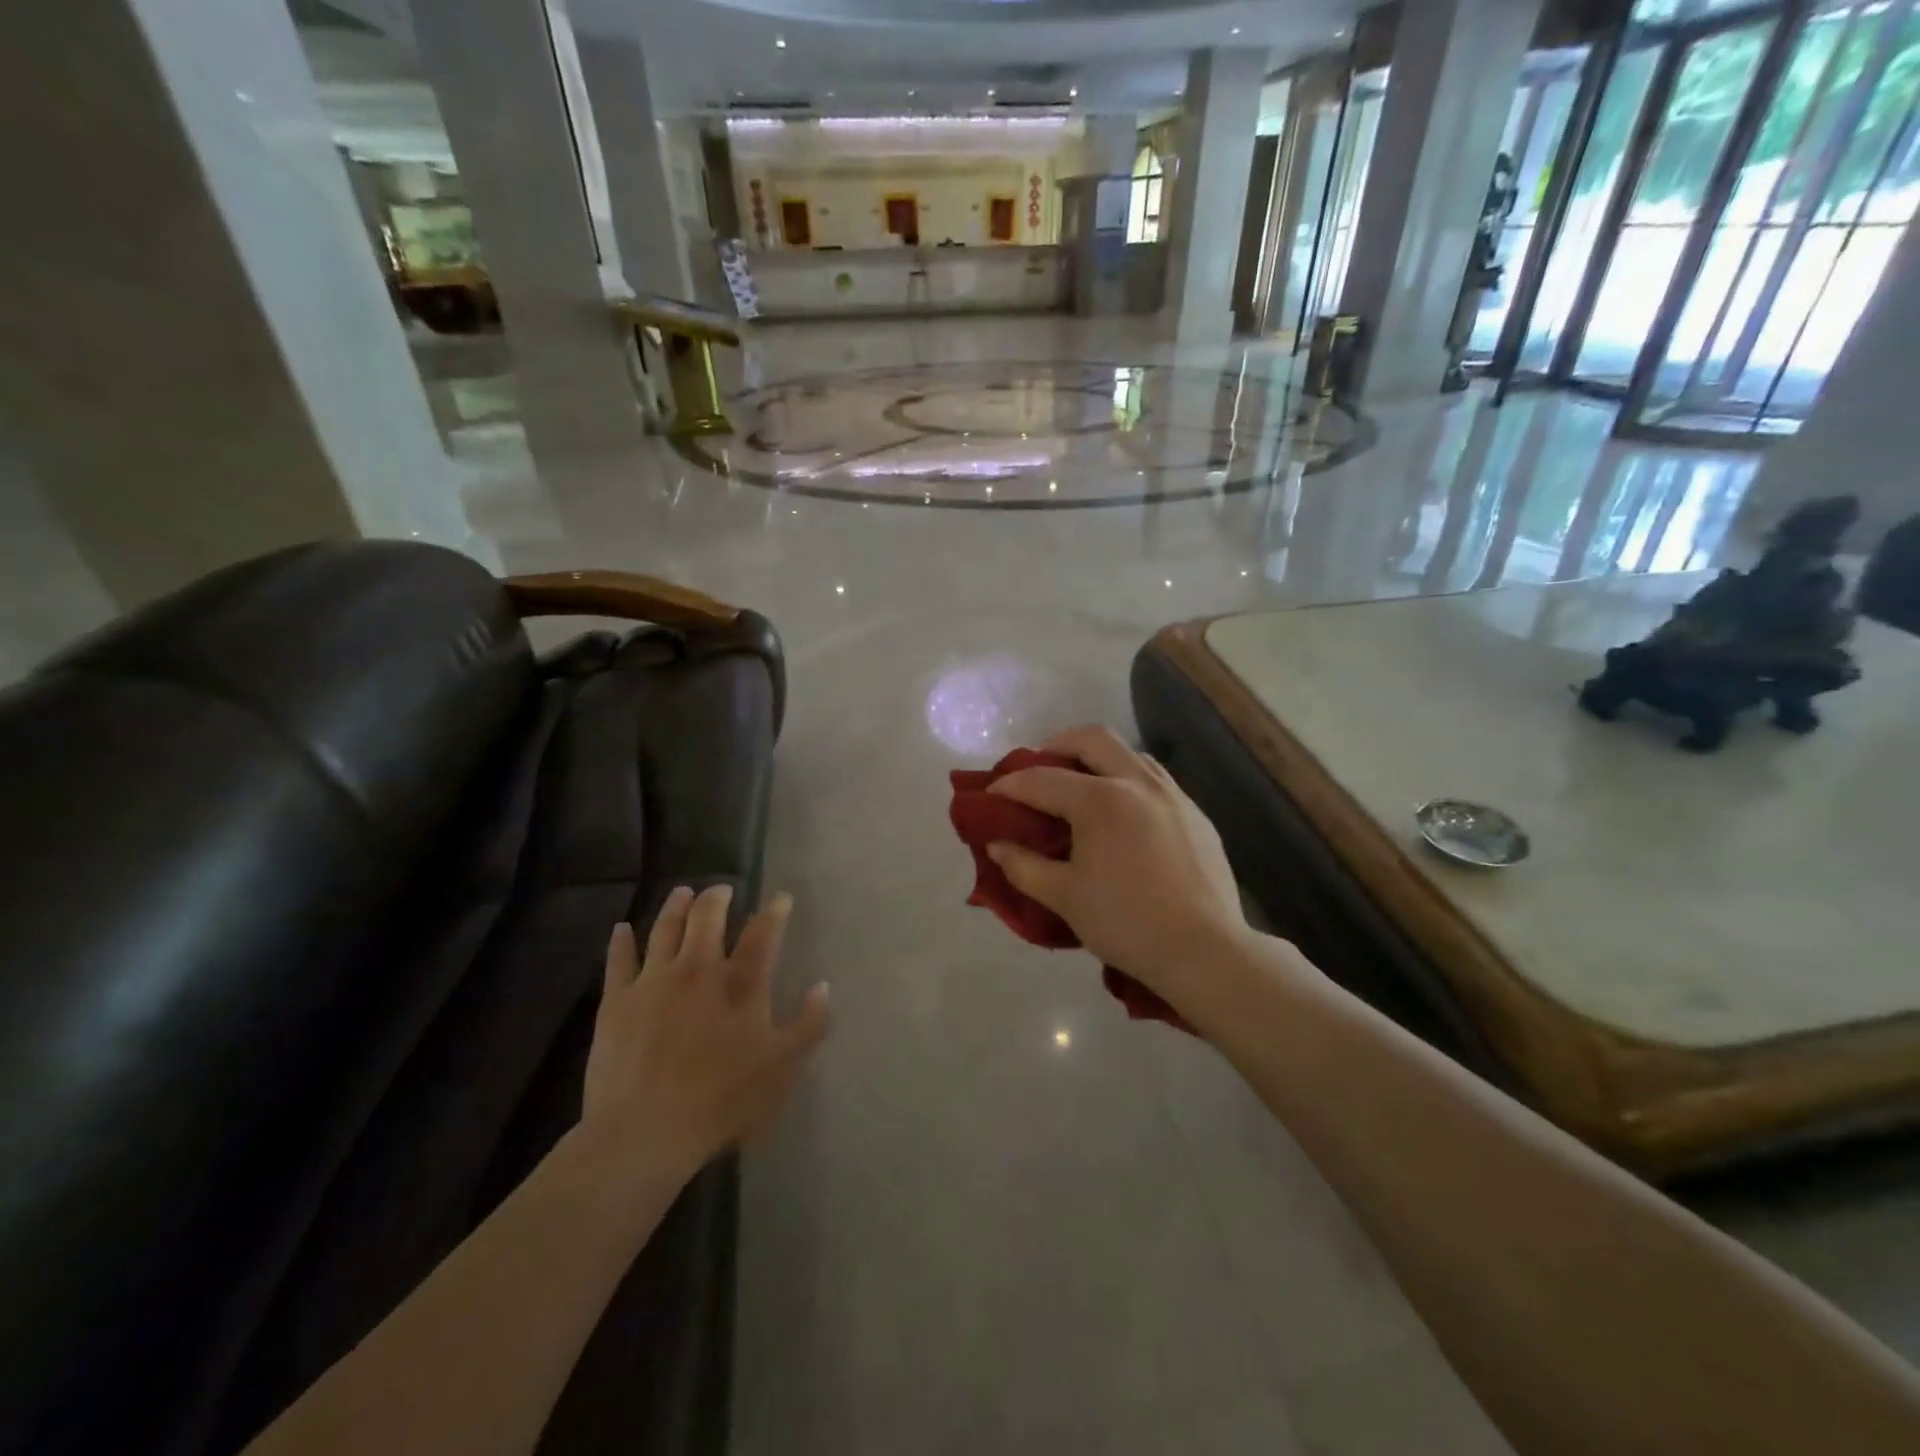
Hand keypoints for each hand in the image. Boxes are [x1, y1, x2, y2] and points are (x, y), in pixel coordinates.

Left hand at [584, 885, 828, 1177]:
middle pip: (707, 917)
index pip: (763, 934)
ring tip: (682, 892)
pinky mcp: (616, 1001)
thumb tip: (822, 986)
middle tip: (722, 889)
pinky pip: (619, 960)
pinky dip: (621, 941)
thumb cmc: (723, 1101)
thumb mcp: (784, 1068)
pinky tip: (622, 929)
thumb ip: (810, 1025)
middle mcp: (698, 969)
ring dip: (675, 906)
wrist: (646, 1131)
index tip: (780, 898)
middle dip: (717, 898)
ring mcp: (654, 981)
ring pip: (665, 928)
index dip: (774, 911)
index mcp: (741, 984)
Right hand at [987, 726, 1249, 999]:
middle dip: (1055, 746)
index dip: (1009, 785)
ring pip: (1128, 753)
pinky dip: (1126, 781)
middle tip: (1037, 772)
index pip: (1041, 779)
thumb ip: (1023, 866)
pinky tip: (1121, 815)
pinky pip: (1154, 780)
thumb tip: (997, 845)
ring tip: (1079, 788)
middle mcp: (1138, 783)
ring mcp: (1172, 795)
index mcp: (1101, 800)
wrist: (1205, 951)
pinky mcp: (1195, 814)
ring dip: (1096, 759)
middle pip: (1091, 738)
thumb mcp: (1064, 897)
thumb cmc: (1126, 923)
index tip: (989, 795)